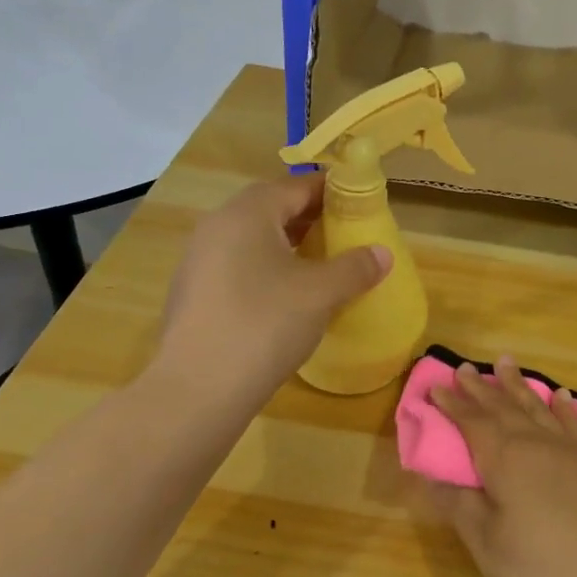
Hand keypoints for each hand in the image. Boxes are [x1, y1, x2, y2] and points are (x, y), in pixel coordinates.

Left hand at [148, 173, 390, 408]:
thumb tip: (382, 254)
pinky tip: (287, 297)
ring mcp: (199, 260)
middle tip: (346, 234)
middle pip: (272, 209)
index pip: (296, 186)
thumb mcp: (320, 293)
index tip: (360, 203)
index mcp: (247, 213)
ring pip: (253, 239)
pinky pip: (238, 266)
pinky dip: (267, 269)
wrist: (197, 390)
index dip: (331, 192)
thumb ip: (355, 267)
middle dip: (310, 218)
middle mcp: (217, 226)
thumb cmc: (264, 325)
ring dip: (288, 245)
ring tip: (322, 265)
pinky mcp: (194, 294)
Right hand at [426, 357, 576, 576]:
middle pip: (504, 408)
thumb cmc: (548, 576)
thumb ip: (461, 507)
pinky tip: (561, 396)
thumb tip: (430, 475)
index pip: (472, 423)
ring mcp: (571, 455)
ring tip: (506, 362)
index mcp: (506, 460)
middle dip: (481, 388)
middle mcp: (538, 446)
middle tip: (463, 367)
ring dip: (518, 386)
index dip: (452, 406)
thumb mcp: (491, 549)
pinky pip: (573, 425)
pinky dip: (563, 408)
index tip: (433, 387)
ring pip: (537, 408)